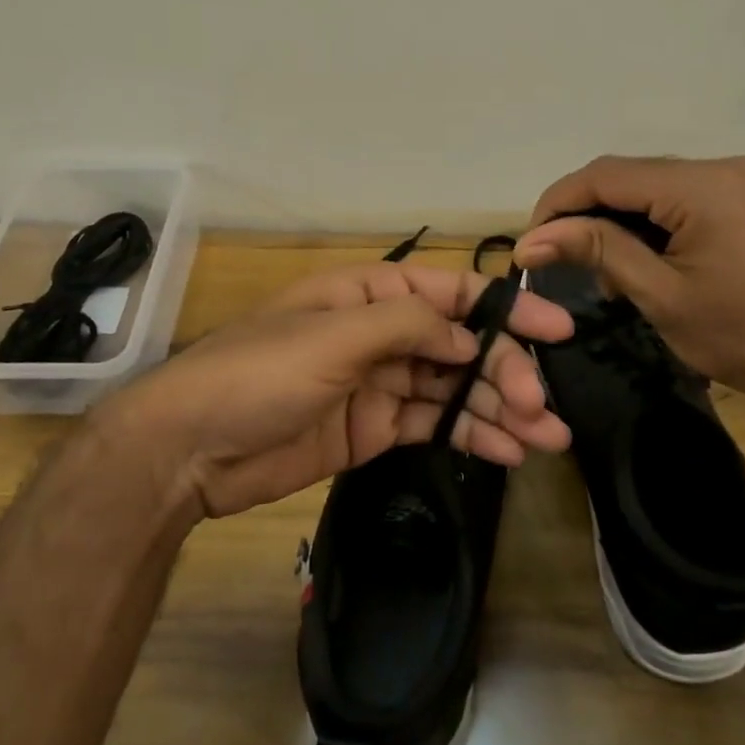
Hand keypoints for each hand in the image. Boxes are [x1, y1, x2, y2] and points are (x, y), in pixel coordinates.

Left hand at [89, 263, 574, 518]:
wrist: (188, 450)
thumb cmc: (258, 374)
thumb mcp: (333, 336)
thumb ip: (408, 328)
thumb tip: (471, 341)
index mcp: (369, 294)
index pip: (451, 294)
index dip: (505, 309)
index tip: (556, 330)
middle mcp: (380, 333)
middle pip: (459, 346)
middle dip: (505, 372)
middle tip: (543, 408)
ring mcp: (378, 383)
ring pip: (453, 389)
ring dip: (499, 410)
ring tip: (548, 438)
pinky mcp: (373, 429)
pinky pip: (433, 425)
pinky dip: (470, 436)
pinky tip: (507, 451)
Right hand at [512, 155, 744, 411]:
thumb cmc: (740, 337)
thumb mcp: (660, 295)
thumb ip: (596, 251)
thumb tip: (530, 239)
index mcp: (703, 186)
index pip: (608, 175)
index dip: (559, 202)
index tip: (529, 240)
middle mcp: (721, 168)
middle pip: (628, 176)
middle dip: (585, 213)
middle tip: (556, 256)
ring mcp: (736, 181)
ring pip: (650, 187)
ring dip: (614, 221)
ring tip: (595, 268)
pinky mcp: (742, 199)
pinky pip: (676, 199)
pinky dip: (646, 225)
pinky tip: (633, 260)